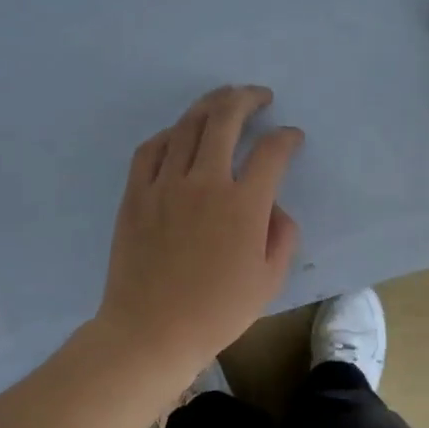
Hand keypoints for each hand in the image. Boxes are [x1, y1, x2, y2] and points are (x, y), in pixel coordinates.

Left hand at [96, 85, 303, 374]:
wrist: (151, 331)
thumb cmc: (217, 311)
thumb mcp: (269, 280)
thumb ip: (282, 235)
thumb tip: (274, 206)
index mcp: (243, 204)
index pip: (271, 152)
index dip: (286, 138)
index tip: (292, 137)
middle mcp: (205, 182)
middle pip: (226, 120)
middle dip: (247, 99)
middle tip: (259, 96)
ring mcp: (165, 185)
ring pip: (187, 126)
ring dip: (210, 105)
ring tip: (223, 99)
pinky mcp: (136, 194)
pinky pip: (151, 149)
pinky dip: (169, 133)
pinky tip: (179, 132)